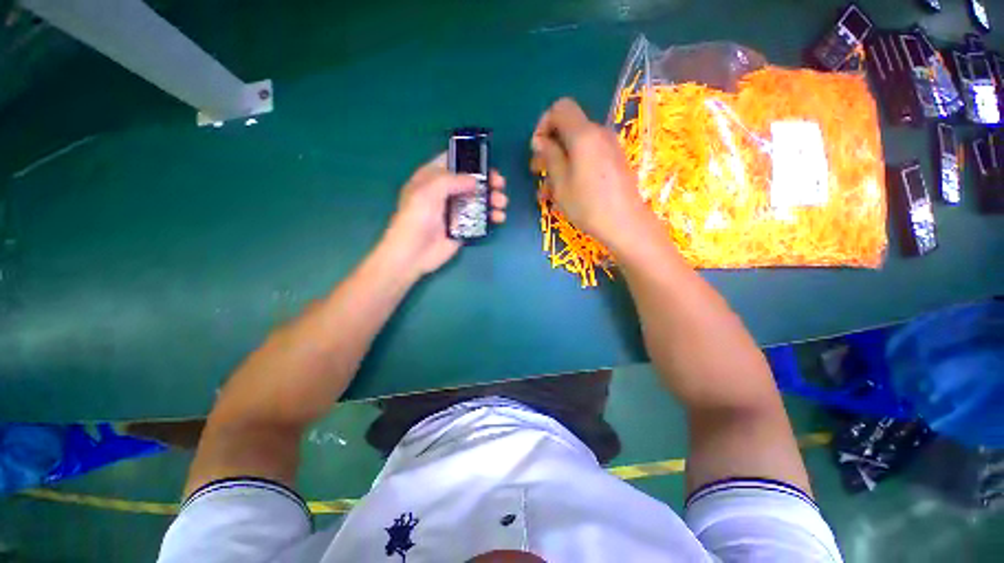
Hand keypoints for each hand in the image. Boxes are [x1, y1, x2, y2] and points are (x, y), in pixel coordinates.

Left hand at [381, 153, 507, 276]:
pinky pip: (480, 219)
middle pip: (470, 181)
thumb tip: (476, 181)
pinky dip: (491, 216)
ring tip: (501, 203)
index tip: (487, 162)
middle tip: (500, 184)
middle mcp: (445, 192)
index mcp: (432, 178)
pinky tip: (499, 217)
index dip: (469, 159)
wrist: (414, 252)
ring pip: (478, 200)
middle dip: (487, 181)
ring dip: (492, 199)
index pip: (452, 162)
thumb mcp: (429, 191)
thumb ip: (453, 180)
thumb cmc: (417, 217)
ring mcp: (455, 211)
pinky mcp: (463, 227)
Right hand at [531, 98, 650, 252]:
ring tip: (547, 191)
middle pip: (568, 128)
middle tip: (537, 171)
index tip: (537, 149)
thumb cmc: (587, 205)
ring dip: (559, 164)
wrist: (625, 224)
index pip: (561, 108)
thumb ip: (550, 156)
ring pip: (576, 147)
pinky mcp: (614, 162)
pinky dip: (573, 168)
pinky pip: (588, 157)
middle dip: (549, 147)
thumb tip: (540, 140)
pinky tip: (565, 192)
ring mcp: (609, 148)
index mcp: (583, 135)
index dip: (544, 124)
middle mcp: (599, 134)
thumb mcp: (560, 183)